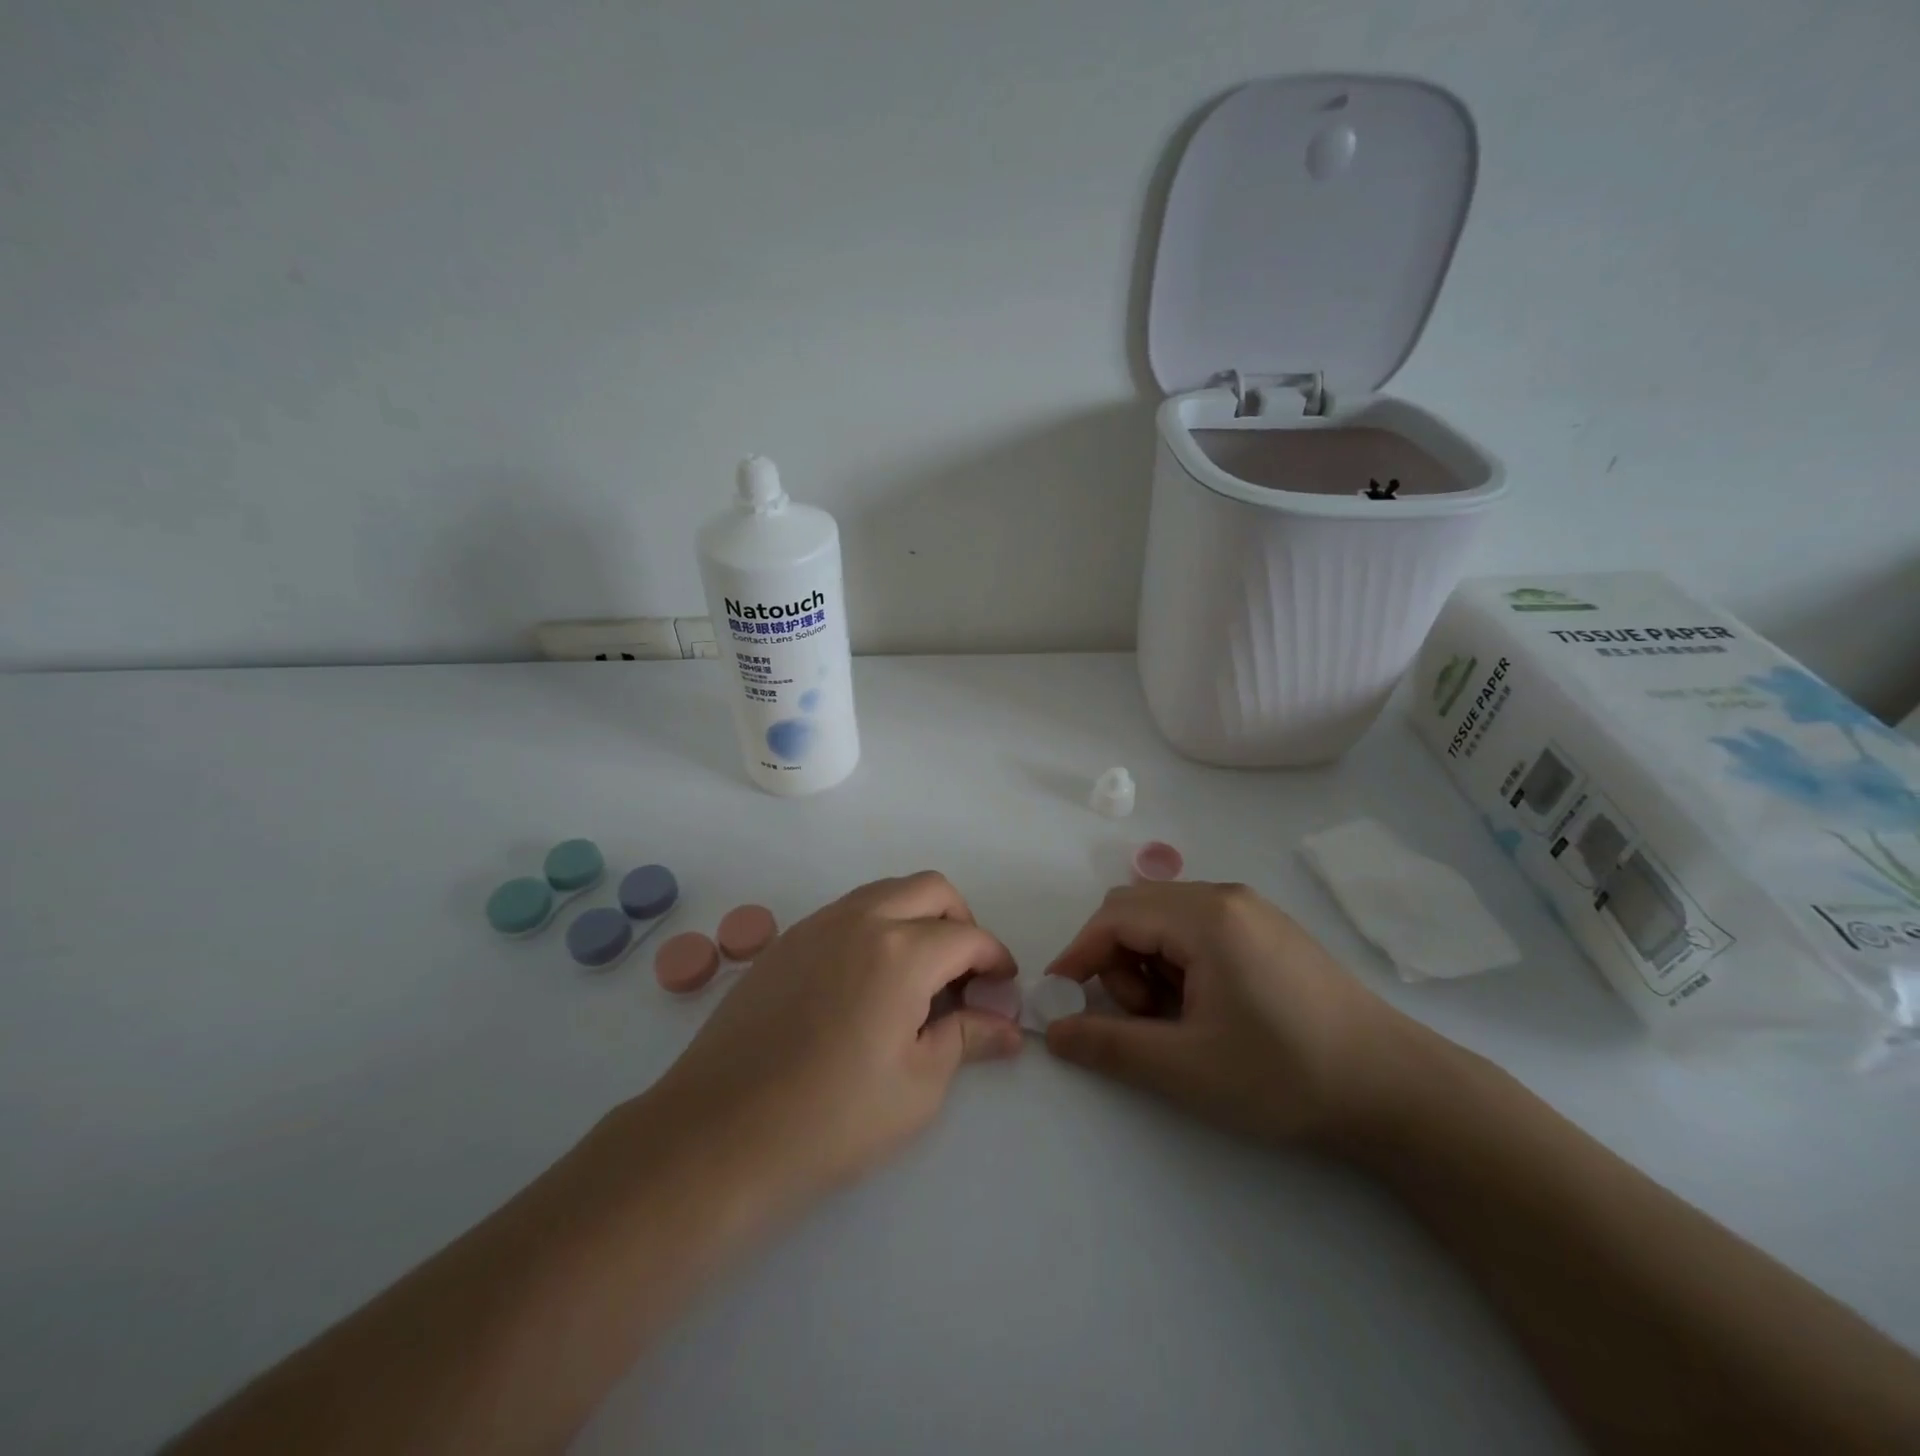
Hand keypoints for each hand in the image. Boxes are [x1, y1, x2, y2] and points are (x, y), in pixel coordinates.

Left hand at [648, 872, 1022, 1207]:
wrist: (720, 1135)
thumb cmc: (833, 1119)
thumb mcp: (919, 1086)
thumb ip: (967, 1038)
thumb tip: (1008, 1026)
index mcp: (902, 950)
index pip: (967, 936)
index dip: (995, 959)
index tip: (1003, 988)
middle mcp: (861, 919)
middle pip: (930, 889)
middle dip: (960, 921)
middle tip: (964, 974)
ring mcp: (816, 925)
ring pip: (885, 892)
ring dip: (915, 917)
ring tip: (918, 978)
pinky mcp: (785, 942)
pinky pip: (846, 913)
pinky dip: (875, 927)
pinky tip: (867, 983)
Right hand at [1043, 881, 1442, 1150]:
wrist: (1396, 1090)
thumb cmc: (1285, 1073)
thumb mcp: (1187, 1067)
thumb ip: (1110, 1046)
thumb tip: (1052, 1033)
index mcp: (1205, 916)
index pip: (1114, 918)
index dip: (1077, 956)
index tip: (1059, 1001)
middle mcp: (1225, 896)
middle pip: (1137, 909)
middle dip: (1116, 960)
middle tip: (1140, 1018)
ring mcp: (1251, 910)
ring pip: (1166, 919)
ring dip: (1148, 963)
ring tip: (1178, 1020)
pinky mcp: (1268, 930)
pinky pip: (1199, 929)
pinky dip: (1179, 961)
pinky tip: (1207, 1008)